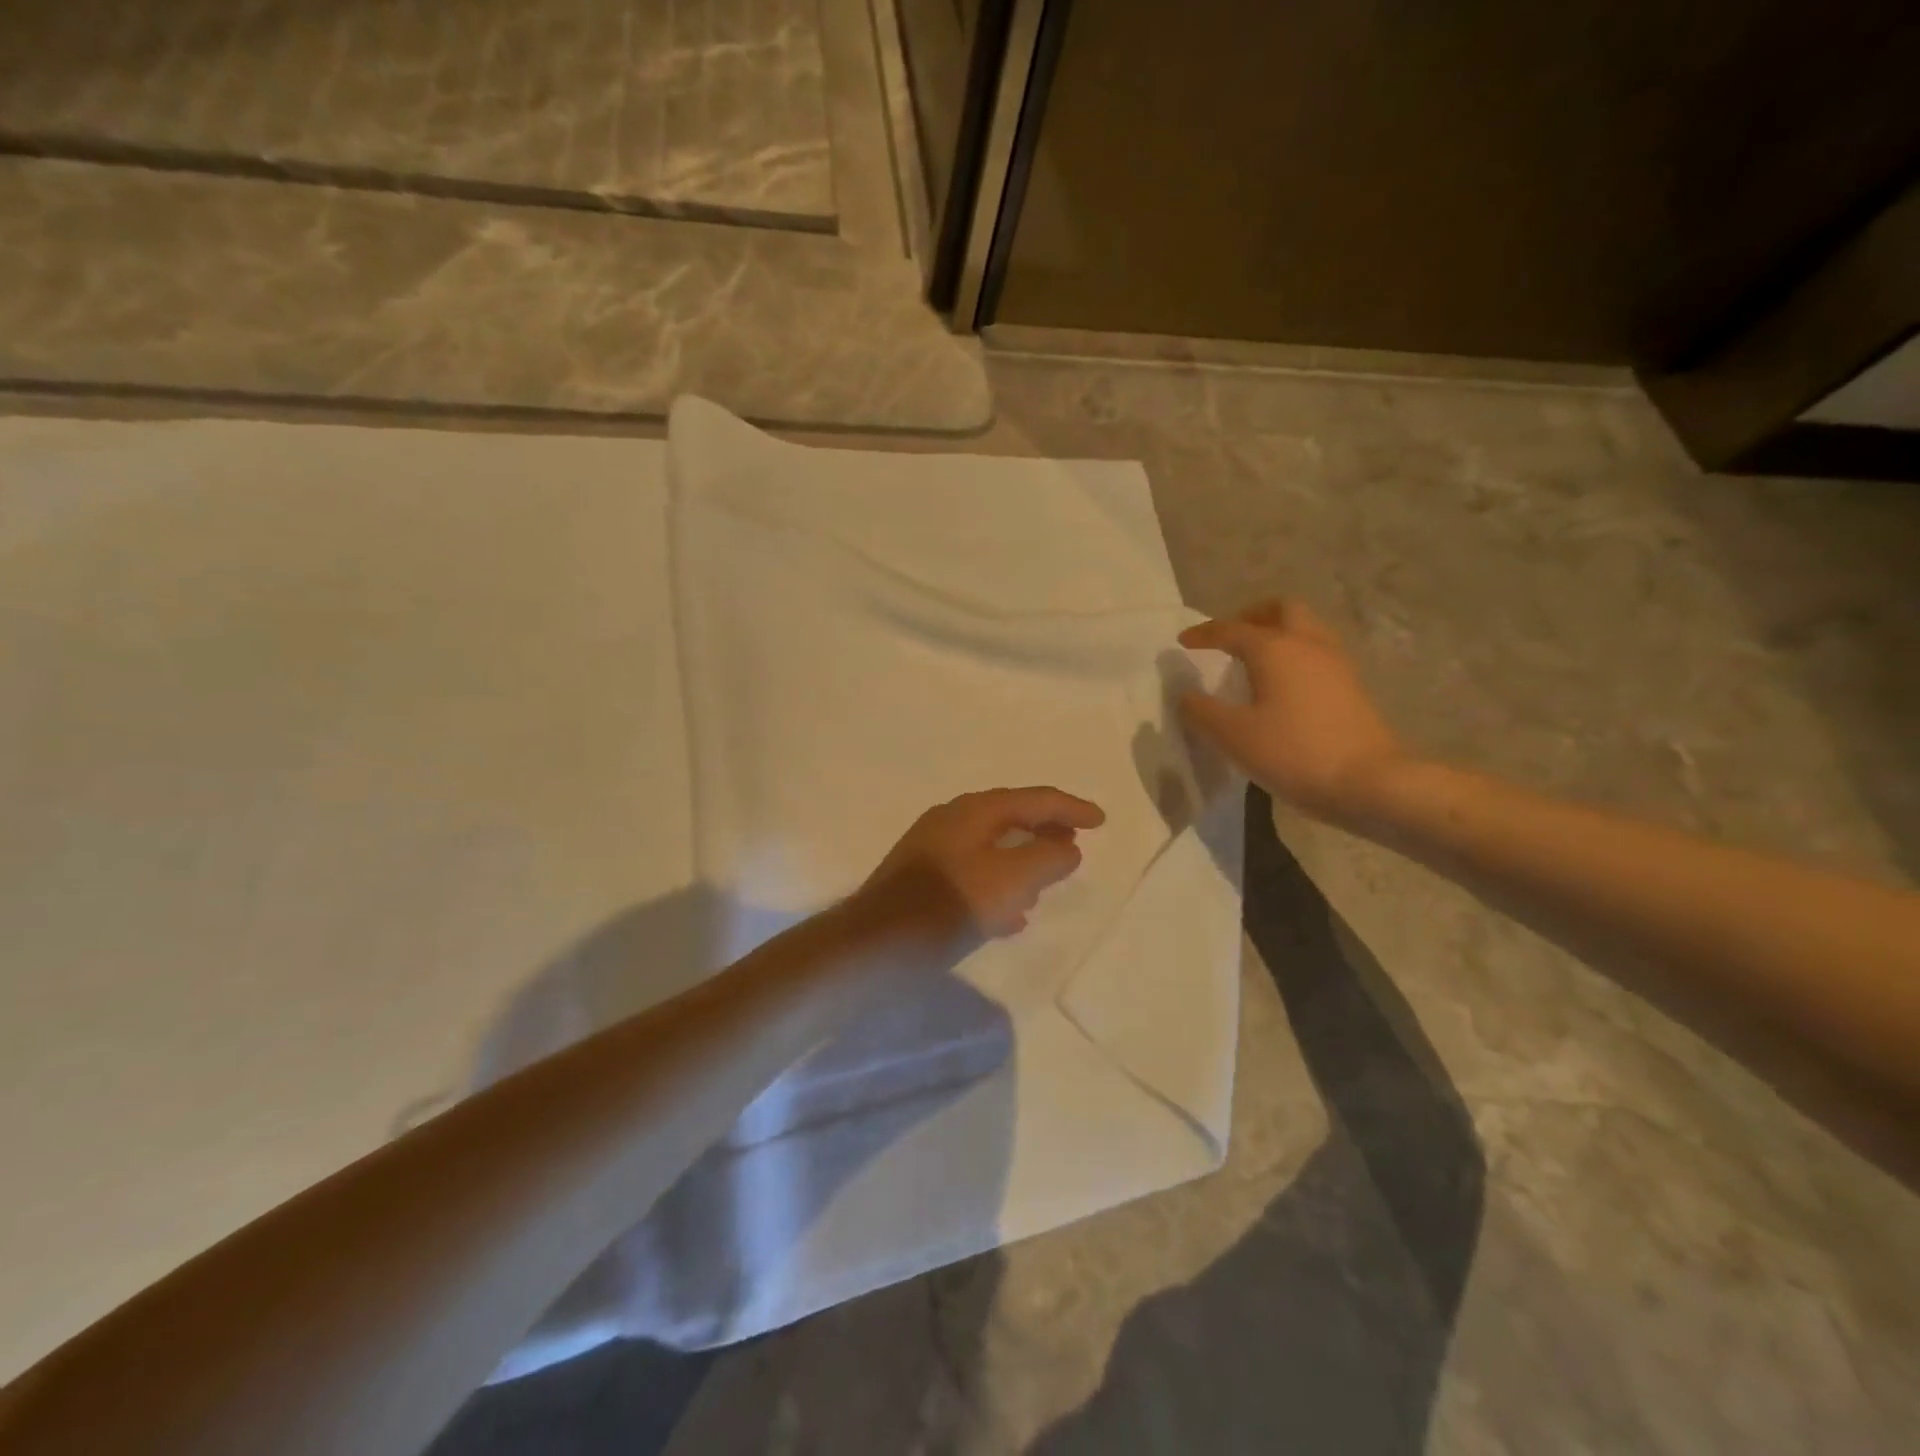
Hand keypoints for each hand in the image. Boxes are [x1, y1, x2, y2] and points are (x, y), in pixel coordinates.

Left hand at [858, 787, 1106, 942]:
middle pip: (1010, 818)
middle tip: (1074, 845)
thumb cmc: (952, 903)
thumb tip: (1067, 848)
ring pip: (991, 848)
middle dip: (1045, 831)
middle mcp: (952, 820)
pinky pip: (973, 874)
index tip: (1100, 821)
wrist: (879, 941)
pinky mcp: (922, 880)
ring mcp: (933, 849)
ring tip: (1047, 880)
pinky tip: (1011, 916)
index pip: (1034, 799)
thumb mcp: (1013, 880)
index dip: (1071, 808)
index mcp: (974, 810)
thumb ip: (1049, 858)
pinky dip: (999, 885)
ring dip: (1023, 860)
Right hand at [1178, 599, 1406, 820]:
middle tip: (1230, 638)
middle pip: (1281, 610)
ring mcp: (1336, 664)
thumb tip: (1186, 695)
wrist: (1368, 782)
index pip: (1231, 629)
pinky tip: (1282, 685)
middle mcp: (1308, 644)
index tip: (1183, 641)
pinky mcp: (1352, 687)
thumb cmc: (1293, 752)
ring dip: (1277, 634)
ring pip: (1305, 629)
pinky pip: (1317, 654)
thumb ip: (1202, 711)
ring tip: (1254, 661)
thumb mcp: (1233, 736)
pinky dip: (1295, 656)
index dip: (1204, 634)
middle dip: (1251, 616)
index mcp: (1275, 648)